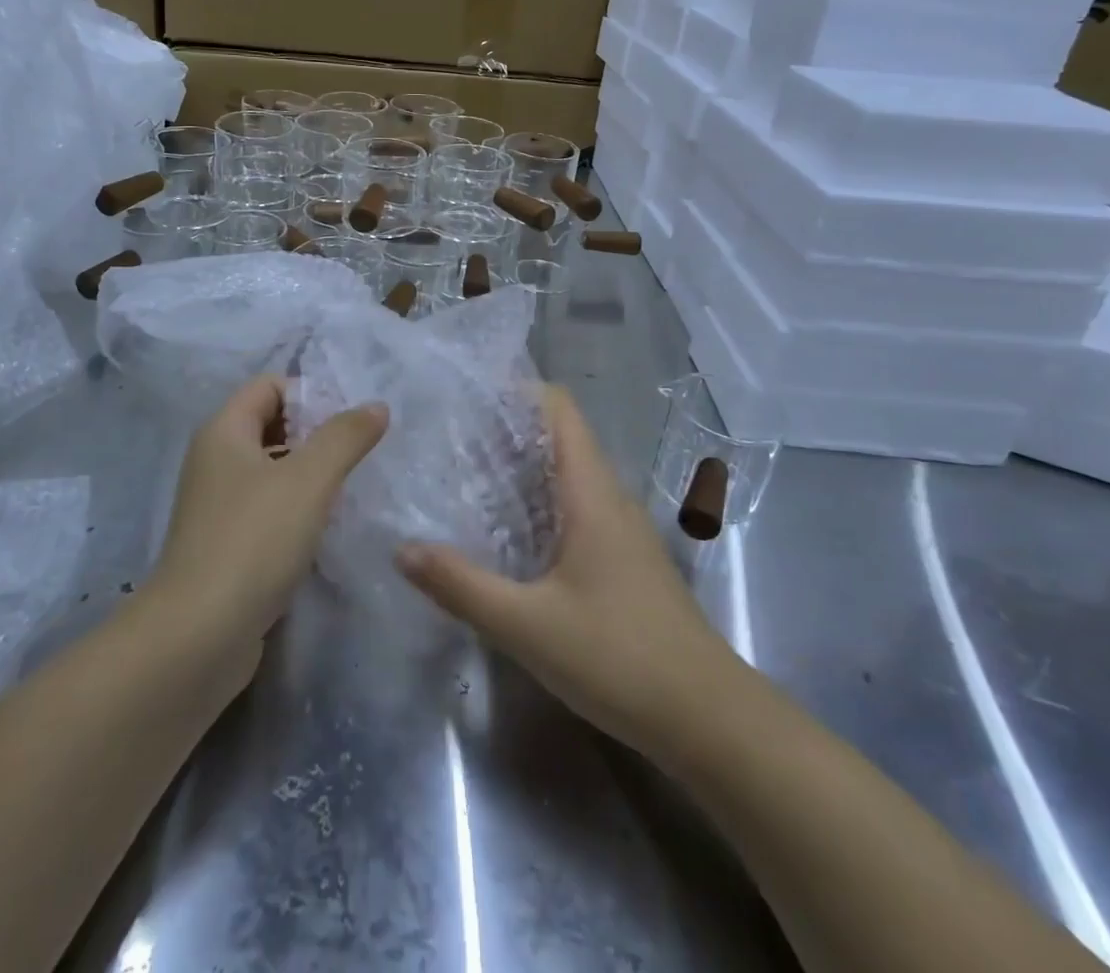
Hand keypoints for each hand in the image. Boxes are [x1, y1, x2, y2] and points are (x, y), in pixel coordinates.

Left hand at [153, 374, 387, 667]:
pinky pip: (267, 508)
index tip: (349, 423)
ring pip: (270, 469)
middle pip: (270, 425)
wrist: (198, 636)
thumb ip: (346, 436)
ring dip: (308, 472)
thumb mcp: (309, 479)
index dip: (310, 393)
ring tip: (349, 488)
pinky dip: (295, 508)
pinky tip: (324, 528)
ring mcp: (217, 506)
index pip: (269, 385)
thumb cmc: (254, 540)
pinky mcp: (225, 545)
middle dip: (314, 433)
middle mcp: (214, 461)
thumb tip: (376, 406)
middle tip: (355, 454)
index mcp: (224, 432)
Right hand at [396, 385, 736, 767]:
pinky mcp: (625, 559)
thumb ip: (461, 586)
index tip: (467, 395)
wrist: (708, 718)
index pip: (559, 409)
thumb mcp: (527, 626)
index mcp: (592, 492)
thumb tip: (401, 549)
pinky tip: (509, 532)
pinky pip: (577, 507)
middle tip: (450, 436)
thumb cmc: (619, 657)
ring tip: (467, 475)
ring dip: (523, 467)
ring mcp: (622, 529)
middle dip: (507, 429)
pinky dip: (540, 502)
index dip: (516, 391)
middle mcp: (610, 497)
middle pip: (560, 436)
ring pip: (569, 474)